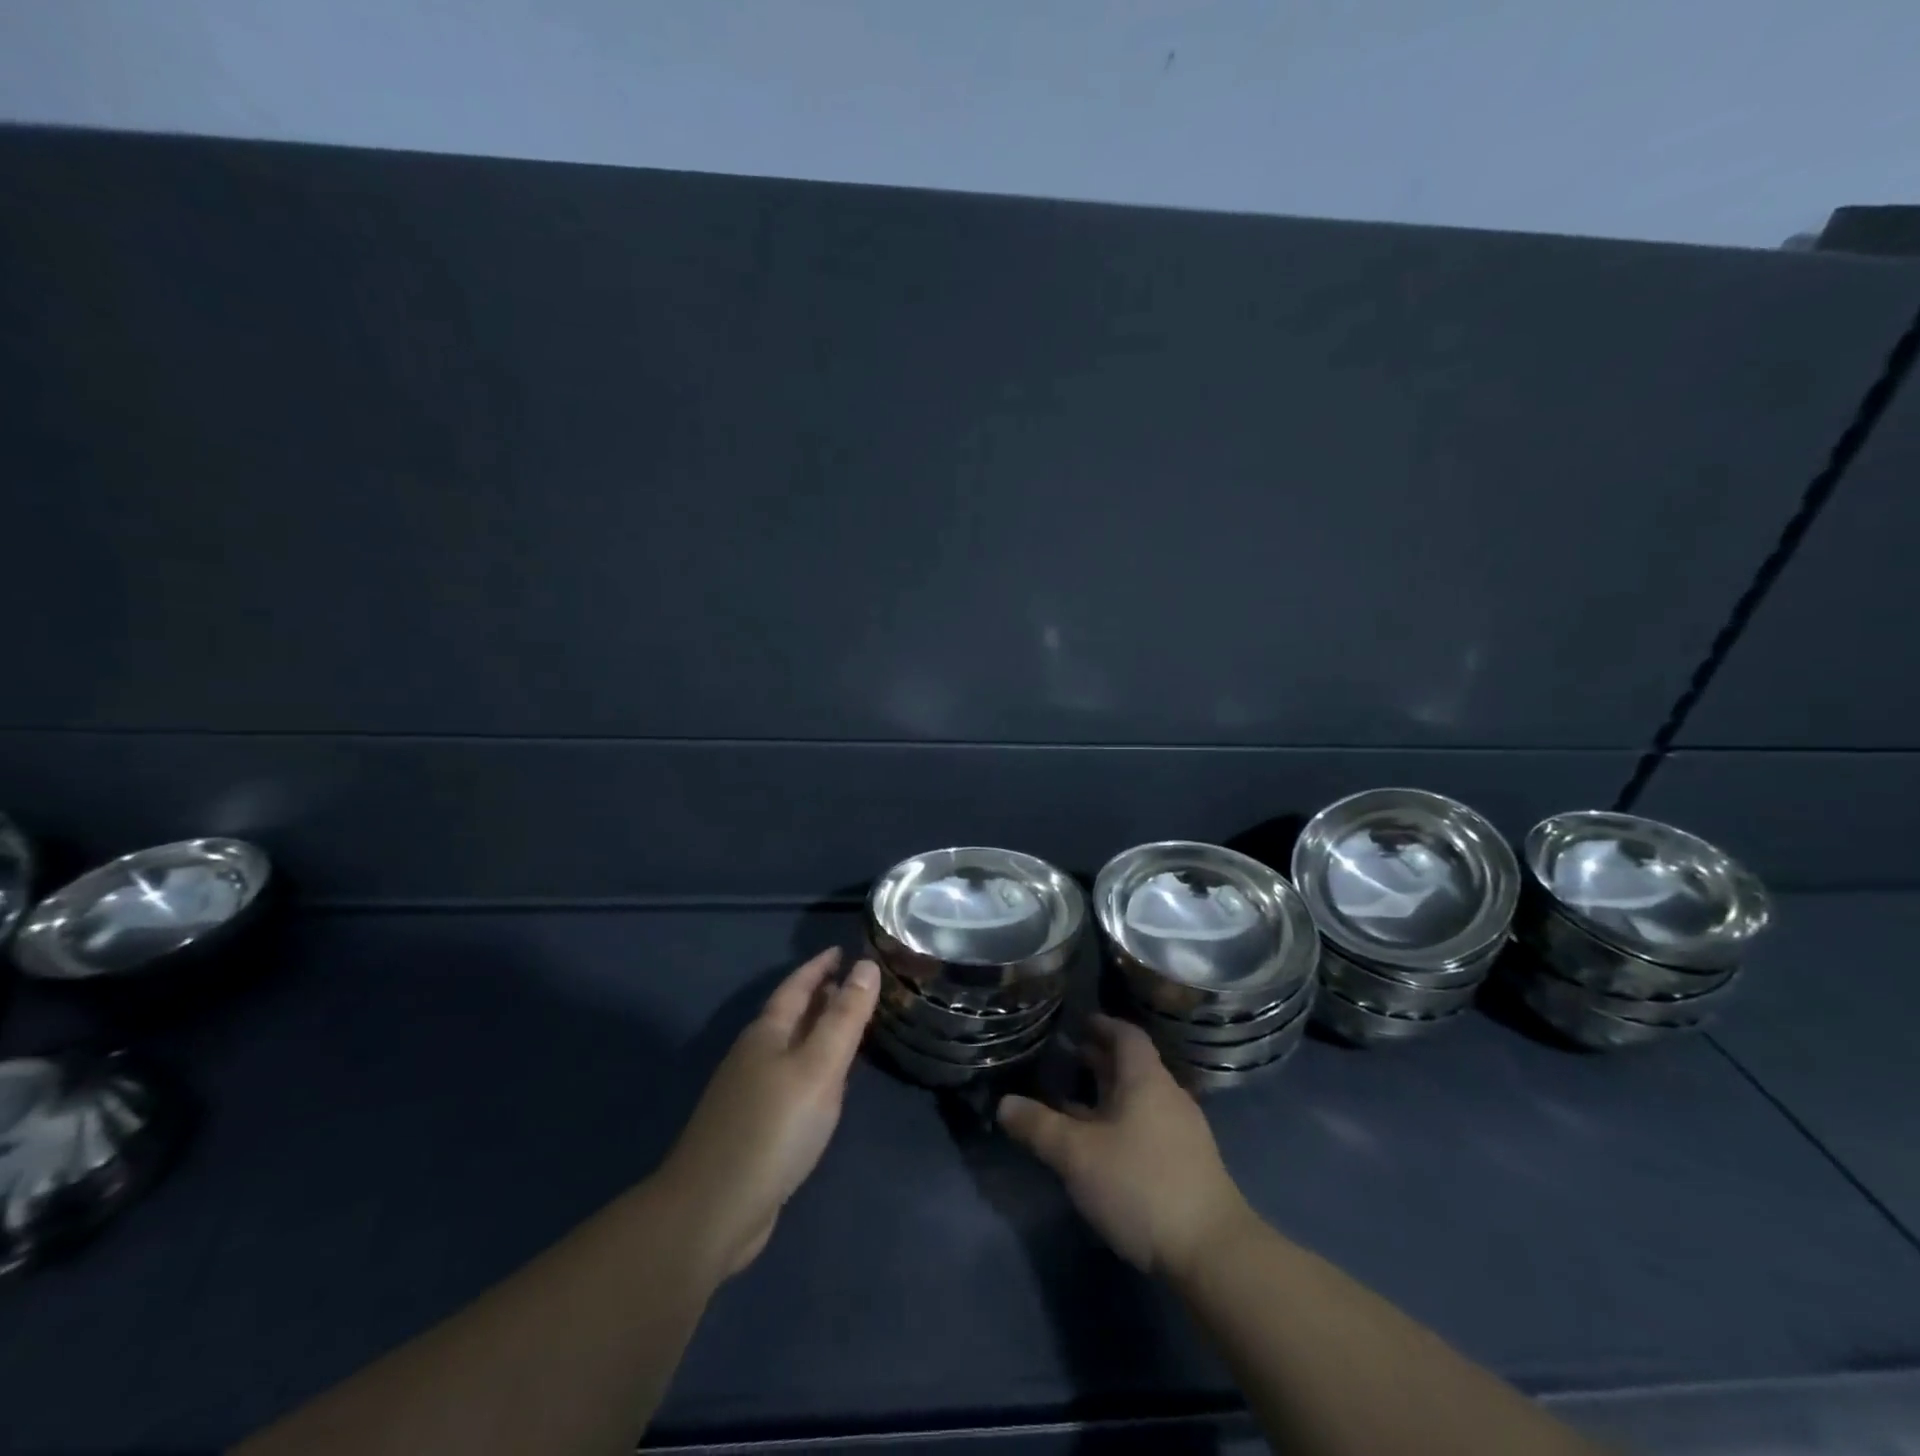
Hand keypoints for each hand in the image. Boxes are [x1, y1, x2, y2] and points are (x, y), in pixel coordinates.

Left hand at [657, 949, 878, 1278]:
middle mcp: (754, 1055)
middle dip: (820, 997)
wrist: (711, 1211)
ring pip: (790, 1048)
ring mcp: (749, 1093)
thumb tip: (865, 966)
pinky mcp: (752, 1128)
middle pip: (791, 1015)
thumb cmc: (772, 1129)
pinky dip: (812, 1069)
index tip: (842, 951)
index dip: (819, 967)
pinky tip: (826, 1087)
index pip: (797, 986)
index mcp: (767, 1033)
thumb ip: (844, 1018)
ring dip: (817, 1033)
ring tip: (847, 1028)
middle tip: (855, 984)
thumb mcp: (818, 1068)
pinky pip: (789, 1080)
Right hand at [998, 1013, 1257, 1276]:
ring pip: (1139, 1099)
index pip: (1127, 1035)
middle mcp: (1167, 1096)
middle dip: (1101, 1060)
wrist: (1212, 1251)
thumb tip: (1004, 1103)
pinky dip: (1121, 1122)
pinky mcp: (1186, 1165)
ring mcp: (1182, 1132)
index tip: (1080, 1021)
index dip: (1104, 1025)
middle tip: (1068, 1056)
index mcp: (1146, 1080)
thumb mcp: (1078, 1155)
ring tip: (1074, 1100)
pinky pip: (1147, 1126)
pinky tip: (1101, 1145)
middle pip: (1133, 1066)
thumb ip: (1039, 1126)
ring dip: (1109, 1094)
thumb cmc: (1141, 1184)